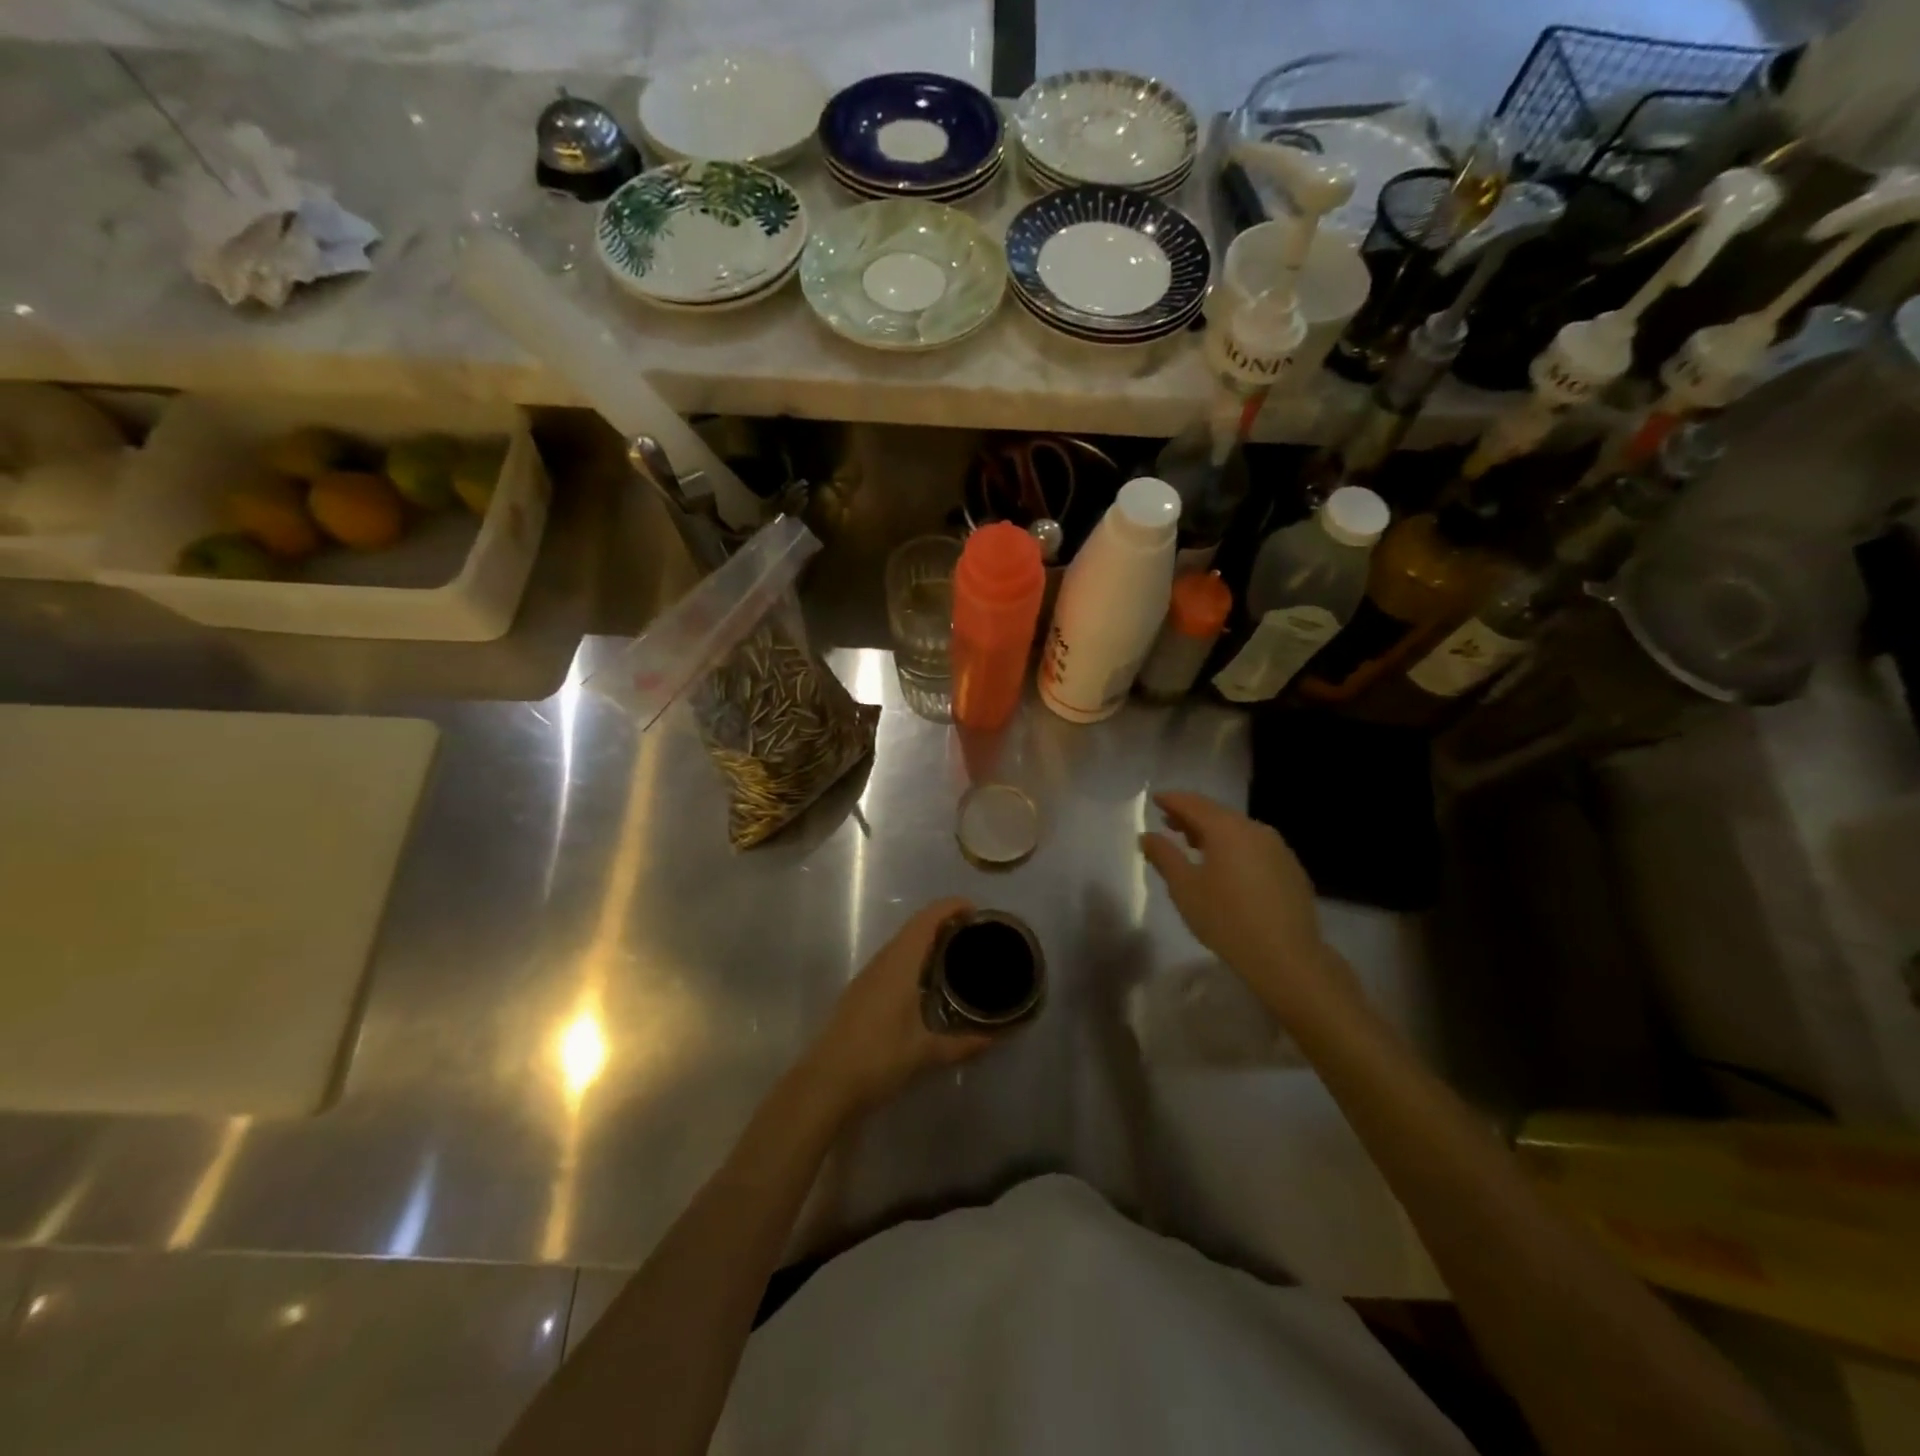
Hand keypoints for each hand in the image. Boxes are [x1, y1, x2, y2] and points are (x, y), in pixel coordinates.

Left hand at [800, 897, 993, 1115]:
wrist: (824, 1084)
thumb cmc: (877, 1060)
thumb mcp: (925, 1054)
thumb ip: (962, 1044)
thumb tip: (995, 1038)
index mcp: (899, 965)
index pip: (926, 921)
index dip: (949, 907)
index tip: (976, 910)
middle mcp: (883, 962)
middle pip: (914, 927)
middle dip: (943, 922)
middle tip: (974, 933)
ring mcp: (868, 976)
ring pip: (901, 944)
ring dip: (927, 940)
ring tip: (957, 953)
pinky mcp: (861, 992)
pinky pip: (893, 961)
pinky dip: (914, 958)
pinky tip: (927, 981)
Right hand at [1139, 792, 1356, 1016]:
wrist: (1287, 957)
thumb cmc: (1226, 919)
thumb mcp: (1184, 888)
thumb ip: (1164, 856)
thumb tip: (1147, 835)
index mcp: (1227, 829)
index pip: (1193, 803)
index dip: (1172, 800)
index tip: (1155, 799)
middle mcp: (1255, 829)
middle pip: (1217, 813)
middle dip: (1191, 816)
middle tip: (1169, 823)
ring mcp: (1278, 848)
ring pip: (1238, 830)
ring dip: (1213, 833)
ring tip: (1194, 845)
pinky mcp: (1290, 868)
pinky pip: (1255, 847)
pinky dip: (1234, 848)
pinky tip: (1227, 868)